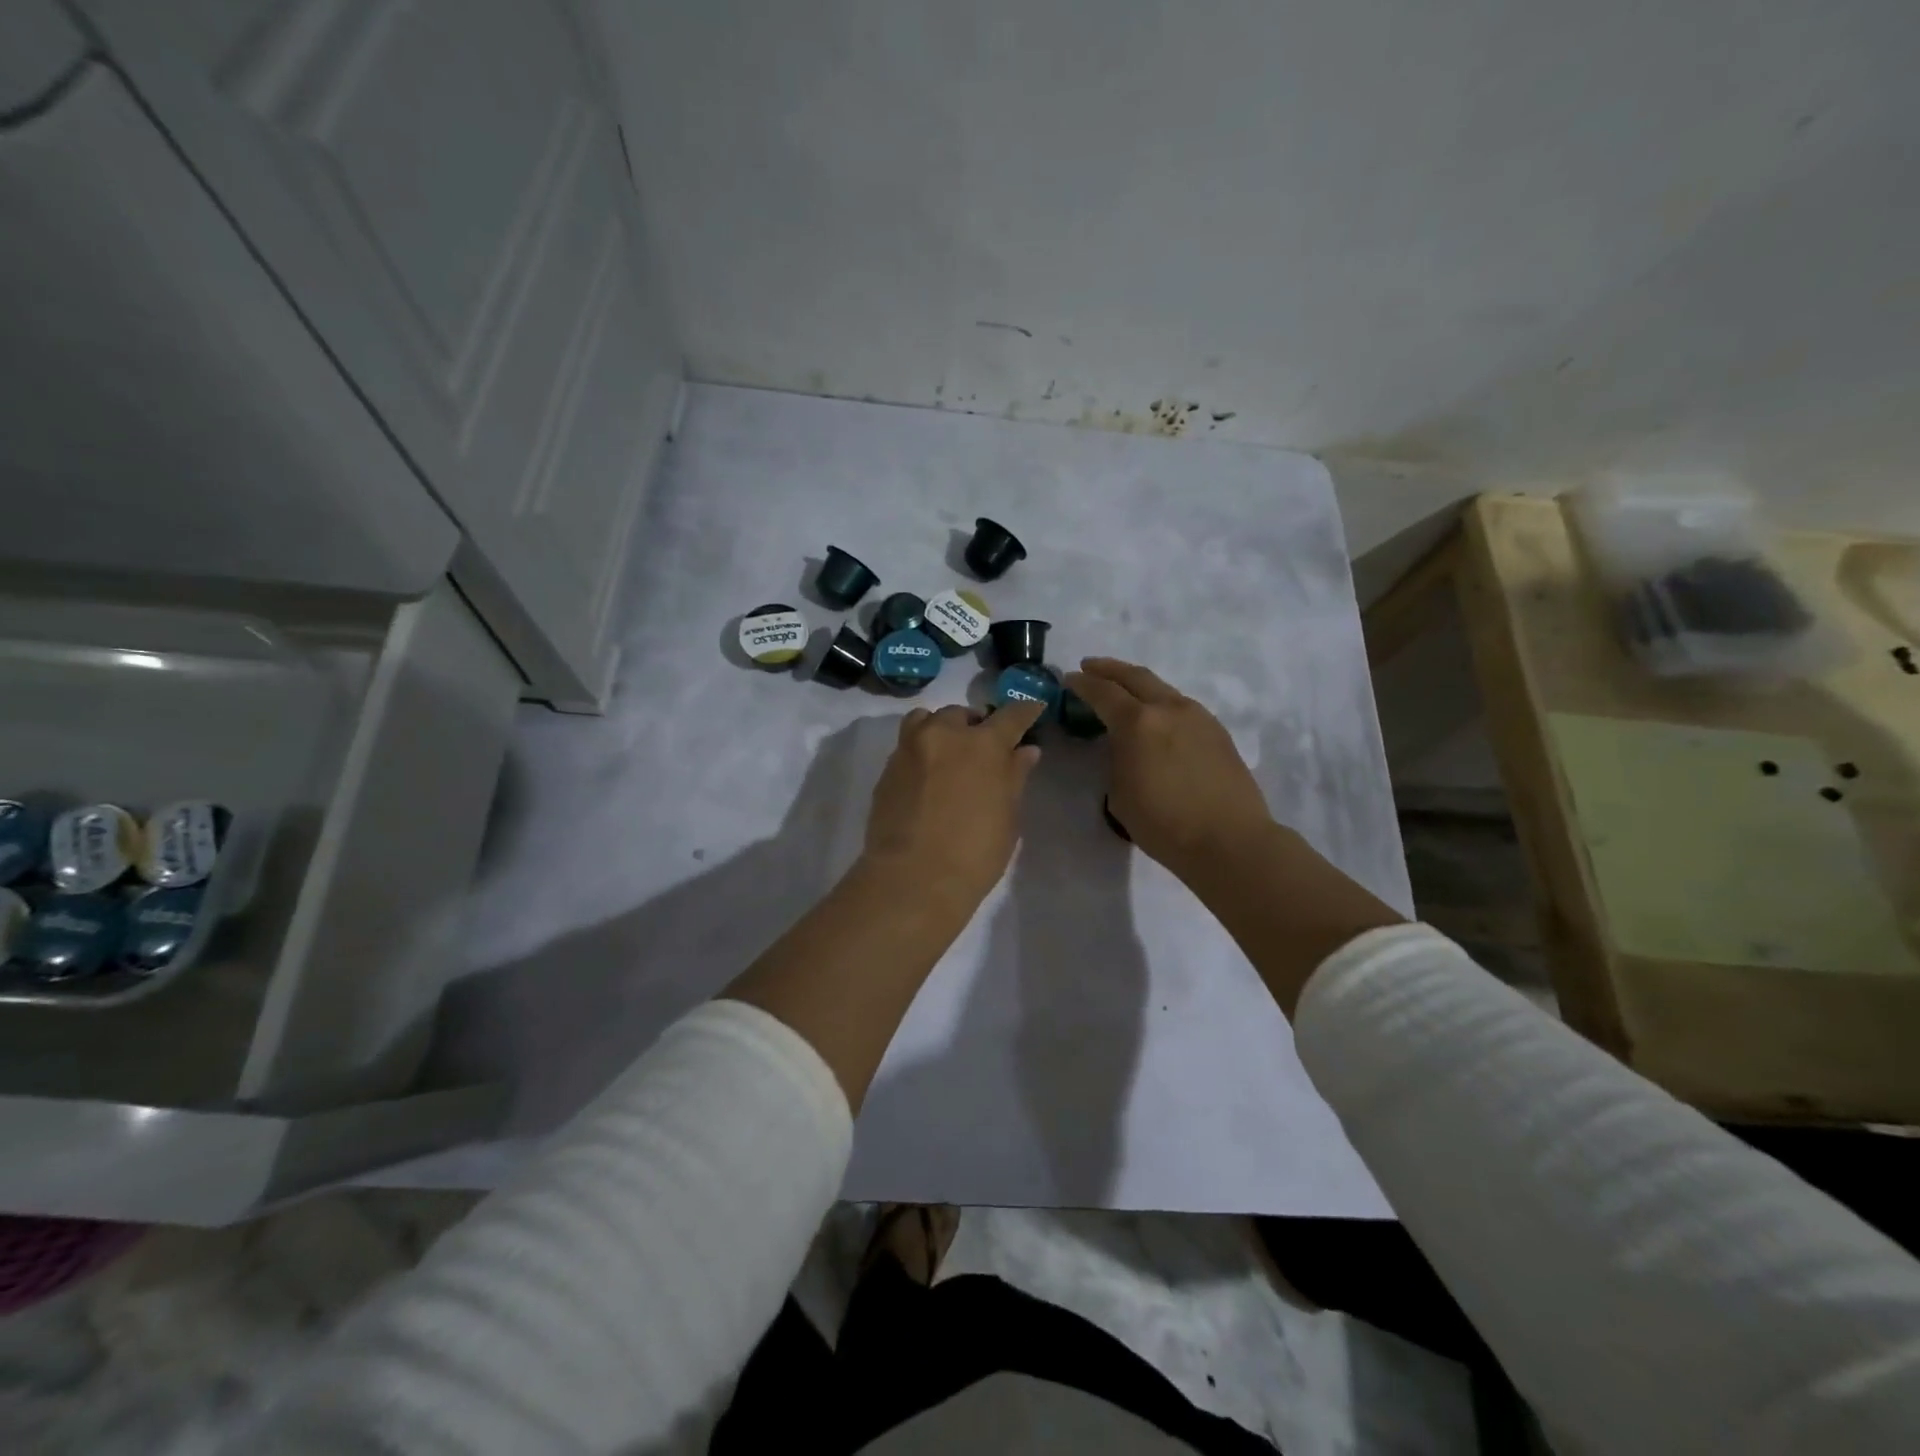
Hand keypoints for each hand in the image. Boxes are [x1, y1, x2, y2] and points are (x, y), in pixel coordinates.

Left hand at [862, 701, 1046, 905]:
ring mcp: (910, 749)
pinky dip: (921, 750)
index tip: (1032, 710)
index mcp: (983, 744)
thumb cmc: (975, 852)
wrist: (913, 879)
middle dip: (975, 724)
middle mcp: (944, 735)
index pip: (1011, 716)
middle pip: (962, 714)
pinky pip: (907, 745)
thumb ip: (1014, 776)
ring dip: (942, 728)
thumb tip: (1025, 751)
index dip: (1025, 711)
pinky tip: (928, 775)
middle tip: (983, 747)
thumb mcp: (1007, 816)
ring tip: (949, 751)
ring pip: (926, 720)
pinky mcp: (887, 769)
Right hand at [1064, 658, 1274, 879]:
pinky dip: (1160, 703)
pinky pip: (1181, 706)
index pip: (1102, 692)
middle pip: (1135, 676)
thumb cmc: (1164, 823)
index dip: (1082, 684)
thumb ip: (1117, 759)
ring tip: (1123, 692)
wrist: (1229, 840)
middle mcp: (1168, 708)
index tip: (1069, 680)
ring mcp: (1198, 717)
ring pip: (1162, 688)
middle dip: (1109, 669)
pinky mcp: (1217, 731)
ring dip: (1137, 685)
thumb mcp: (1120, 794)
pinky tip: (1156, 719)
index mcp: (1137, 722)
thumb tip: (1125, 747)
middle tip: (1090, 667)